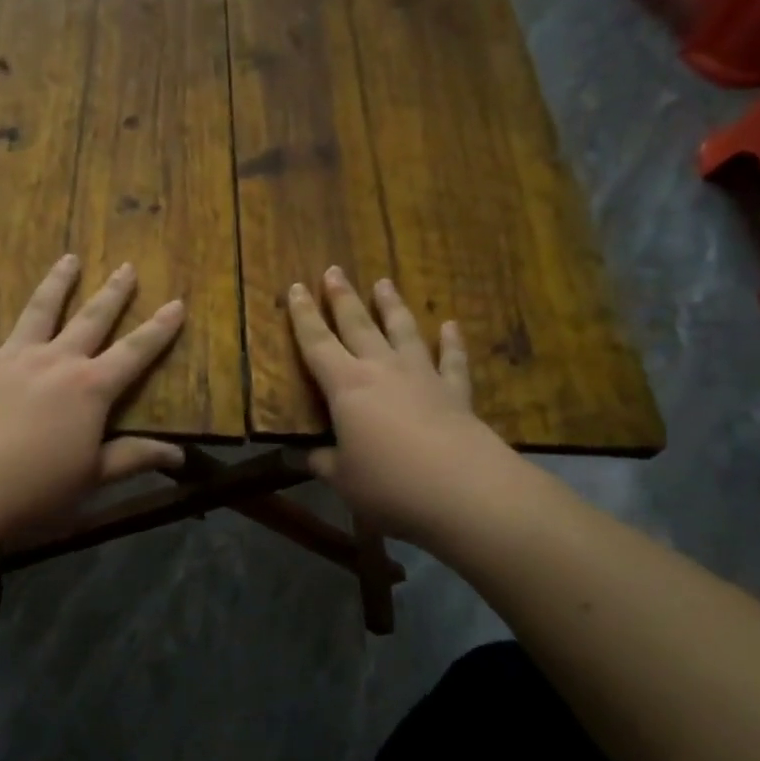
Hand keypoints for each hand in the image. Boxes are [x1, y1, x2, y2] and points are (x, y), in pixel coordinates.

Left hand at [0, 255, 186, 536]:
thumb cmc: (35, 488)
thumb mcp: (93, 478)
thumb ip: (134, 458)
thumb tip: (180, 455)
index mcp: (91, 389)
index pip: (135, 352)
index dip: (159, 329)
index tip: (176, 303)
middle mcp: (57, 360)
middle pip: (91, 319)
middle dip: (113, 294)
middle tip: (126, 267)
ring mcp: (13, 355)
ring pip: (40, 309)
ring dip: (58, 282)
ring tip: (69, 257)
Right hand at [289, 266, 518, 544]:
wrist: (464, 489)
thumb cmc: (390, 483)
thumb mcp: (343, 479)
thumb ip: (323, 463)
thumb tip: (306, 457)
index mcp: (346, 386)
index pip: (316, 343)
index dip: (303, 316)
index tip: (295, 288)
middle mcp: (382, 370)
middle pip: (358, 325)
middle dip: (343, 298)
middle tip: (334, 271)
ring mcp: (422, 377)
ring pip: (403, 331)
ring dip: (392, 306)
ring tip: (384, 283)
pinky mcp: (455, 393)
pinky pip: (452, 361)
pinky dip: (452, 343)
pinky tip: (451, 326)